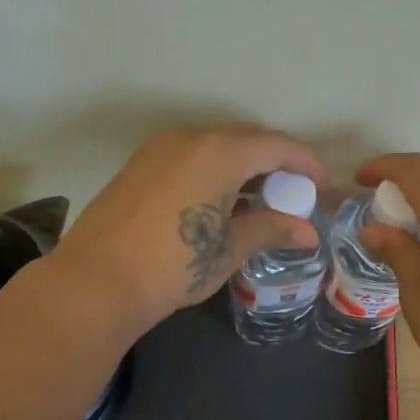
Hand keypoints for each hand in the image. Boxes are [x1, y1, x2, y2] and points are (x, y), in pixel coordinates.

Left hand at [51, 126, 325, 333]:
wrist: (96, 281)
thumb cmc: (175, 264)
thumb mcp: (229, 248)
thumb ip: (271, 229)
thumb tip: (308, 232)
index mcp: (220, 151)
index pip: (277, 145)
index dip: (306, 163)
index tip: (322, 186)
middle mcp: (191, 138)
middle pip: (246, 140)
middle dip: (275, 163)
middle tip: (292, 194)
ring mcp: (160, 148)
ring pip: (215, 146)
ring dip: (242, 166)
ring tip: (257, 200)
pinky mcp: (139, 165)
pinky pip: (190, 156)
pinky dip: (213, 170)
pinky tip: (217, 202)